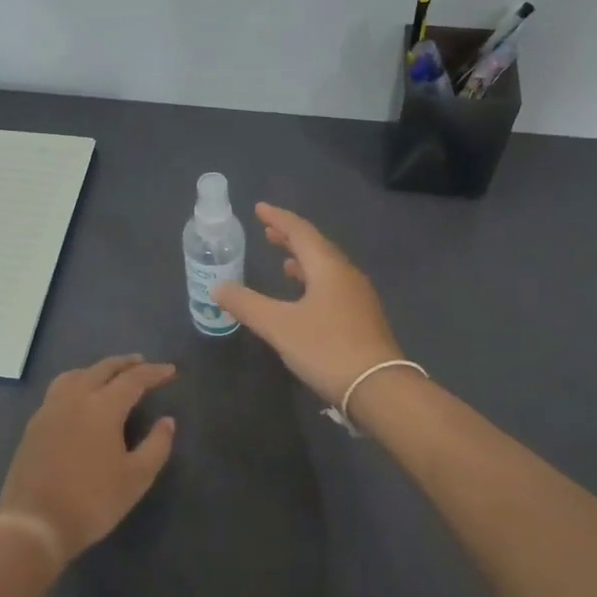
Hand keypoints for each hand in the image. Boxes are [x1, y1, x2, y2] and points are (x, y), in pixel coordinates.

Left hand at [0, 355, 176, 564]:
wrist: (34, 524)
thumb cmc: (92, 502)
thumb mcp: (136, 478)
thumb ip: (157, 445)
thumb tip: (167, 421)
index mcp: (103, 406)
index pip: (133, 379)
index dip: (154, 373)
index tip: (170, 371)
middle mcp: (75, 398)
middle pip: (103, 369)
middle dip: (126, 364)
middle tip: (142, 363)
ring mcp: (50, 409)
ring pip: (77, 375)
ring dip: (98, 369)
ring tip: (110, 375)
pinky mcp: (34, 424)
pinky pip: (59, 389)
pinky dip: (77, 382)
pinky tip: (80, 398)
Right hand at [212, 204, 403, 403]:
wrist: (378, 388)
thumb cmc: (326, 348)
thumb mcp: (279, 326)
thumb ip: (247, 304)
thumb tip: (218, 287)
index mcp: (328, 267)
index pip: (300, 231)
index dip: (278, 218)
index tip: (259, 208)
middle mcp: (346, 274)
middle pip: (317, 247)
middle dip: (291, 237)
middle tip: (267, 231)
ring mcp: (358, 297)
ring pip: (327, 268)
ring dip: (304, 260)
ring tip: (285, 261)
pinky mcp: (363, 318)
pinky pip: (334, 286)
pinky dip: (314, 281)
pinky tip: (306, 297)